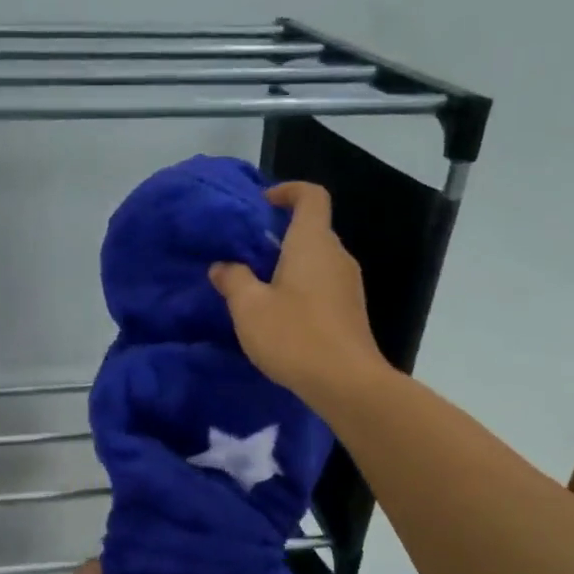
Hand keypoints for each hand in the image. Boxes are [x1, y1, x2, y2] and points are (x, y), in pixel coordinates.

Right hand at [209, 181, 384, 406]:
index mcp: (313, 243)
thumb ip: (233, 280)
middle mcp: (336, 255)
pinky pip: (322, 284)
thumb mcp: (249, 308)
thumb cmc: (294, 336)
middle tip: (247, 253)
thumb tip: (222, 266)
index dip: (288, 191)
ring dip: (289, 264)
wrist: (345, 382)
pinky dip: (301, 287)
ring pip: (316, 260)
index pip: (311, 196)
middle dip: (280, 234)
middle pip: (312, 229)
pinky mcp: (350, 310)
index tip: (263, 204)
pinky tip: (279, 315)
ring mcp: (348, 284)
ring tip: (257, 287)